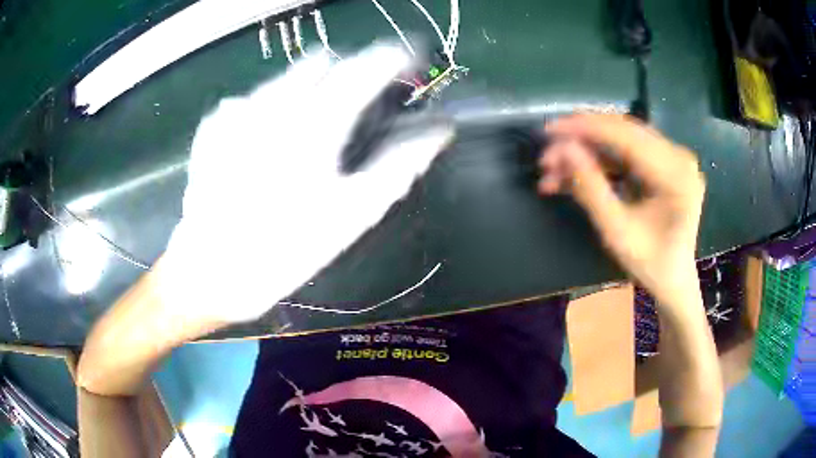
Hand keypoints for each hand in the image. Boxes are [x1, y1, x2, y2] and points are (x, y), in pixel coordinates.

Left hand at [157, 45, 452, 322]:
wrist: (213, 273)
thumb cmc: (286, 250)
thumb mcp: (354, 215)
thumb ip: (401, 166)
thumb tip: (439, 133)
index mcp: (315, 123)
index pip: (366, 67)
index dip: (393, 58)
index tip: (407, 63)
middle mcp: (274, 103)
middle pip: (322, 61)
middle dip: (346, 72)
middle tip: (354, 102)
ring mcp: (238, 111)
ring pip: (284, 77)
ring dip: (307, 88)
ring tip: (308, 127)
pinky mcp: (214, 126)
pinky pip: (250, 100)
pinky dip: (267, 109)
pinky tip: (263, 142)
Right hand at [538, 114, 704, 306]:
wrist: (674, 279)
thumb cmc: (650, 265)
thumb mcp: (616, 232)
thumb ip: (590, 188)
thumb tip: (563, 148)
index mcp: (675, 174)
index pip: (625, 136)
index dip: (585, 128)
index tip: (548, 130)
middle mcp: (678, 156)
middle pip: (622, 131)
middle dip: (581, 140)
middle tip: (548, 156)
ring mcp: (673, 156)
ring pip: (620, 138)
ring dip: (587, 150)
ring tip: (555, 170)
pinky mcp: (664, 161)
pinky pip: (626, 150)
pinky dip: (600, 159)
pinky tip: (577, 171)